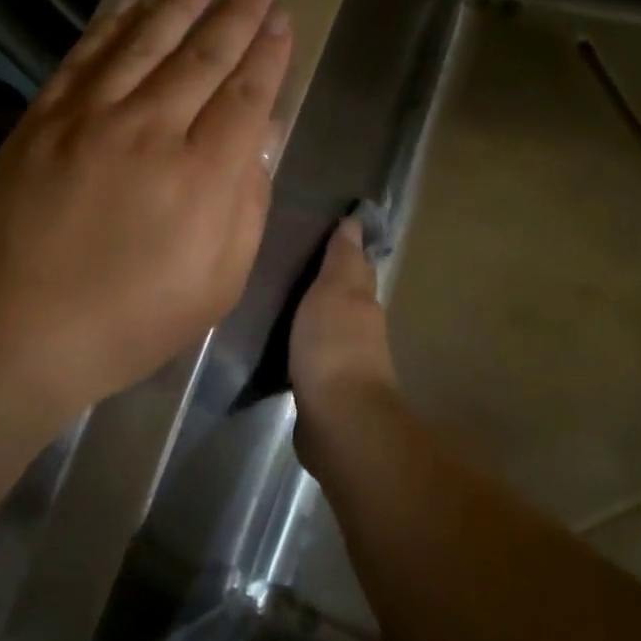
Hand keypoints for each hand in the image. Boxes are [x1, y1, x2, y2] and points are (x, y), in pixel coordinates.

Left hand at [0, 0, 291, 419]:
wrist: (12, 330)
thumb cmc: (126, 323)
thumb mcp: (214, 286)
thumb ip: (245, 208)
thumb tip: (258, 144)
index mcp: (203, 176)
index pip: (246, 96)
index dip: (269, 54)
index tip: (283, 19)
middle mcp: (152, 129)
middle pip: (203, 55)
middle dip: (237, 11)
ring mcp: (91, 117)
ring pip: (147, 40)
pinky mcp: (43, 118)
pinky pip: (87, 55)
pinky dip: (115, 23)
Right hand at [290, 217, 398, 403]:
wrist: (338, 419)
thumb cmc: (335, 346)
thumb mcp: (335, 291)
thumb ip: (342, 259)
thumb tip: (357, 221)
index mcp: (362, 302)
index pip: (356, 267)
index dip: (345, 249)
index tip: (325, 230)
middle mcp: (359, 330)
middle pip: (343, 299)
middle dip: (326, 283)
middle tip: (291, 262)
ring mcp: (343, 363)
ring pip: (327, 328)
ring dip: (312, 316)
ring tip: (278, 300)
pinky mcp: (324, 391)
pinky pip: (311, 357)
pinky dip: (301, 347)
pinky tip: (280, 345)